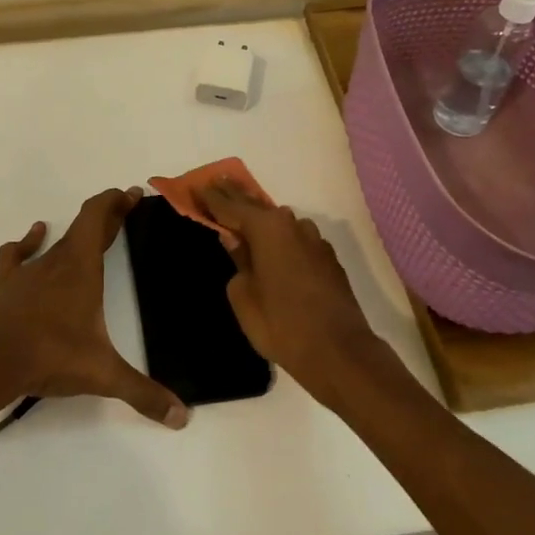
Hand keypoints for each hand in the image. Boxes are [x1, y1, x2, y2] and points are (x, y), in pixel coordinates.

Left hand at [0, 187, 189, 429]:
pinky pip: (17, 255)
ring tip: (91, 230)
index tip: (131, 194)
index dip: (114, 202)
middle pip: (83, 227)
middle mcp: (56, 262)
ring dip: (75, 233)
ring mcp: (28, 274)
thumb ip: (143, 393)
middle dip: (107, 216)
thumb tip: (182, 417)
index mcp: (82, 269)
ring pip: (56, 242)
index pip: (98, 218)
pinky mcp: (8, 288)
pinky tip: (34, 235)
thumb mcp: (102, 375)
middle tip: (125, 207)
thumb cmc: (49, 355)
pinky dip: (27, 242)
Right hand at [202, 184, 382, 407]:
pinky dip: (281, 238)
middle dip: (236, 196)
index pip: (231, 206)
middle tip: (217, 183)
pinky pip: (297, 239)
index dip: (212, 198)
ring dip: (262, 217)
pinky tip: (274, 246)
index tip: (196, 187)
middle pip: (257, 206)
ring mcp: (315, 241)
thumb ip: (238, 261)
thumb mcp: (243, 295)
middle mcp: (293, 226)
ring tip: (244, 215)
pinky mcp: (328, 260)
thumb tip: (236, 241)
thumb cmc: (280, 324)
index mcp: (267, 229)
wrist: (337, 351)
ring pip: (281, 222)